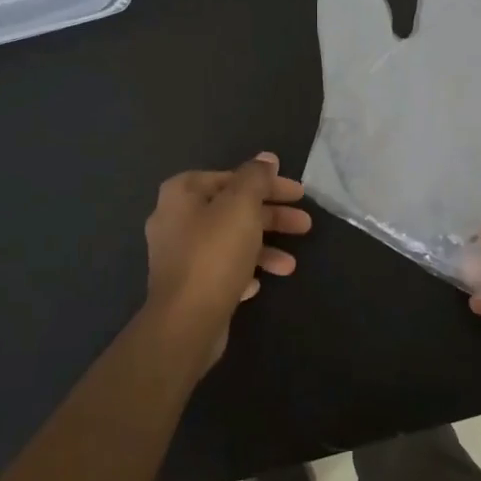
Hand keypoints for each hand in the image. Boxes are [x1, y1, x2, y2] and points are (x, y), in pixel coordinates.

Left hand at [144, 154, 311, 368]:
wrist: (185, 322)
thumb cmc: (214, 254)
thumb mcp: (241, 206)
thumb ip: (255, 178)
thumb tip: (266, 158)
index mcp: (182, 193)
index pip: (232, 177)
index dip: (268, 183)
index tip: (298, 193)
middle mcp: (175, 219)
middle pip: (232, 209)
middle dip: (272, 217)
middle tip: (305, 224)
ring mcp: (179, 255)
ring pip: (230, 241)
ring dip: (263, 248)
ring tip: (290, 265)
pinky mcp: (187, 285)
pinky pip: (221, 269)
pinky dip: (243, 271)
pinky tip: (258, 283)